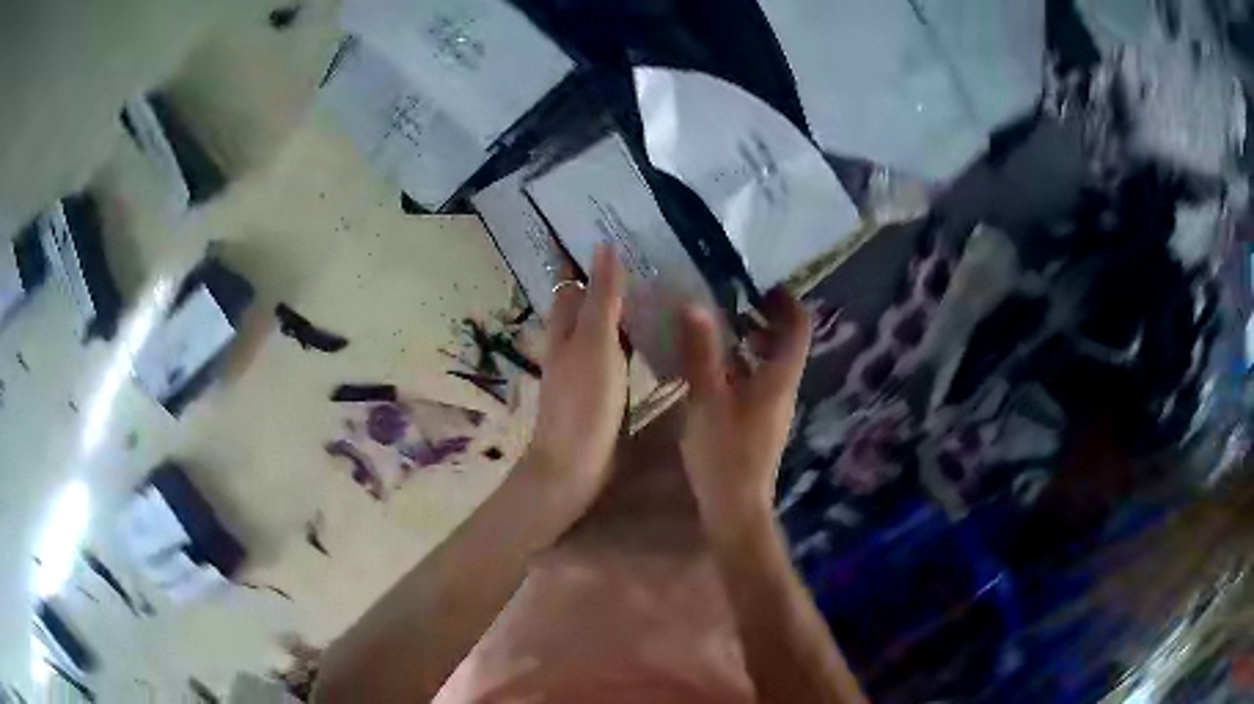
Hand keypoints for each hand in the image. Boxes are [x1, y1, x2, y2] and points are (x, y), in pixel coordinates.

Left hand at [523, 243, 628, 521]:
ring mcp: (586, 370)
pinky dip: (631, 339)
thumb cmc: (583, 402)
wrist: (575, 465)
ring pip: (601, 328)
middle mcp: (571, 344)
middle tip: (646, 259)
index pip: (571, 283)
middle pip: (584, 304)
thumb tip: (602, 245)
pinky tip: (654, 339)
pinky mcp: (601, 392)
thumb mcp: (596, 344)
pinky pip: (616, 354)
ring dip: (621, 309)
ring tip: (657, 289)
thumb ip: (602, 298)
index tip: (612, 234)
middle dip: (605, 281)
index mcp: (564, 329)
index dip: (583, 260)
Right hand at [679, 288, 811, 530]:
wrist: (736, 507)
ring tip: (721, 331)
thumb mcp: (706, 399)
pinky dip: (743, 366)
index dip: (787, 303)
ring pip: (772, 365)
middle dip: (766, 319)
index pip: (799, 329)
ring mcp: (774, 409)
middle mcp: (784, 390)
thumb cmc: (724, 454)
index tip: (763, 285)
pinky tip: (714, 370)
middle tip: (736, 303)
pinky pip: (759, 383)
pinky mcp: (761, 424)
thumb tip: (694, 305)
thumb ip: (701, 352)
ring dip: (752, 343)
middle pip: (787, 344)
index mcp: (779, 379)